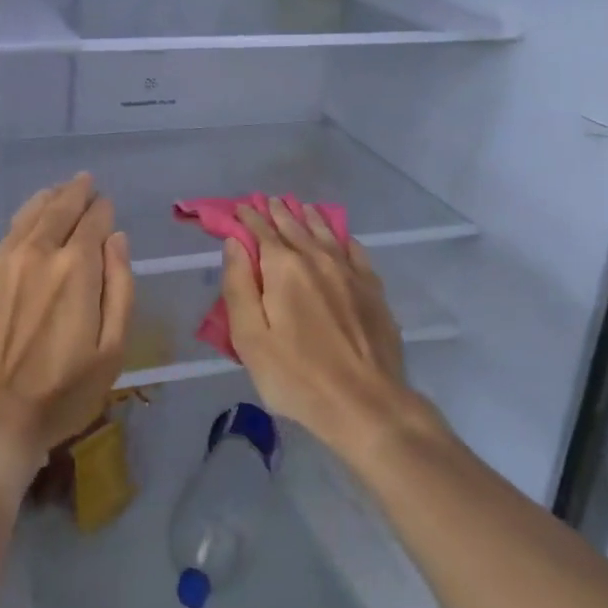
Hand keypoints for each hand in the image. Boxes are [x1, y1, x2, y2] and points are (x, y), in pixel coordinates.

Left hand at [0, 174, 133, 481]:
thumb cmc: (58, 394)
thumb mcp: (110, 351)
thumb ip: (120, 288)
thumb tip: (117, 239)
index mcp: (76, 268)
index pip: (93, 222)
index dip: (103, 210)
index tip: (107, 205)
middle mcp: (40, 252)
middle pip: (61, 209)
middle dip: (77, 192)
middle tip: (86, 181)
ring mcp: (6, 262)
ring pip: (31, 214)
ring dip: (49, 198)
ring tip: (60, 190)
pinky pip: (9, 232)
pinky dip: (25, 215)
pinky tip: (30, 216)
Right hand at [221, 199, 421, 456]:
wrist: (367, 405)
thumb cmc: (297, 376)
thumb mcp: (250, 338)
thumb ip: (238, 285)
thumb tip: (234, 243)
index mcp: (283, 267)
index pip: (261, 230)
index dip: (248, 217)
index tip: (239, 208)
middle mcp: (317, 258)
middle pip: (294, 226)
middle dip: (277, 212)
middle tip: (267, 201)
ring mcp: (349, 272)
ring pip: (325, 233)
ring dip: (308, 218)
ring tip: (299, 207)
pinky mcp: (373, 289)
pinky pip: (354, 250)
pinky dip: (341, 237)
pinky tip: (340, 237)